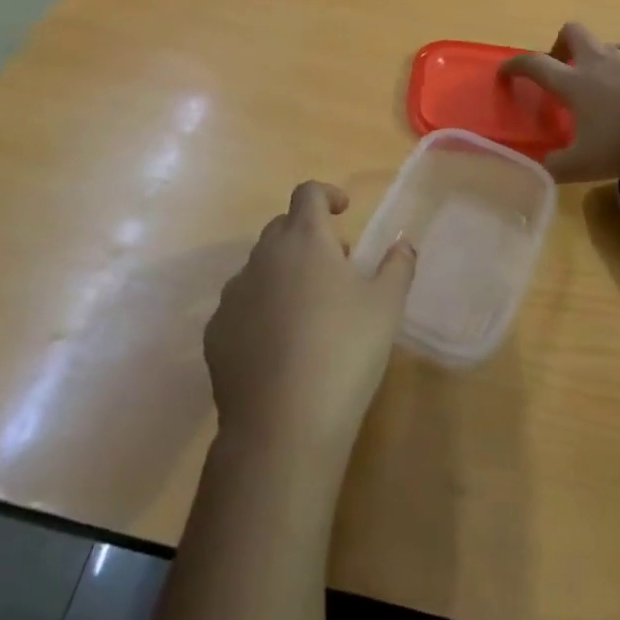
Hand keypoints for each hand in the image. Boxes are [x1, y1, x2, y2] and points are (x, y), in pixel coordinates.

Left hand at [205, 181, 416, 467]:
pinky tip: (279, 346)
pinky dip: (260, 310)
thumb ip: (398, 265)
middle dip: (308, 237)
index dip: (326, 194)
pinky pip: (241, 306)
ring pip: (260, 267)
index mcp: (305, 239)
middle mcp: (263, 256)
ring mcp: (234, 294)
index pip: (308, 193)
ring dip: (284, 274)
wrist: (283, 425)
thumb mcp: (387, 307)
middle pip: (282, 228)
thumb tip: (403, 243)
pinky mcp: (215, 332)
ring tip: (308, 312)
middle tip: (336, 267)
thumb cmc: (345, 352)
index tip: (343, 212)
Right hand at [499, 22, 619, 181]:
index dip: (515, 66)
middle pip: (571, 32)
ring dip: (596, 54)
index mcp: (574, 83)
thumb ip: (557, 167)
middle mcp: (598, 62)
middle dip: (559, 43)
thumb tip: (539, 168)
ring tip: (600, 80)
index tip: (504, 72)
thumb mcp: (585, 165)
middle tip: (560, 66)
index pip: (534, 64)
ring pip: (606, 42)